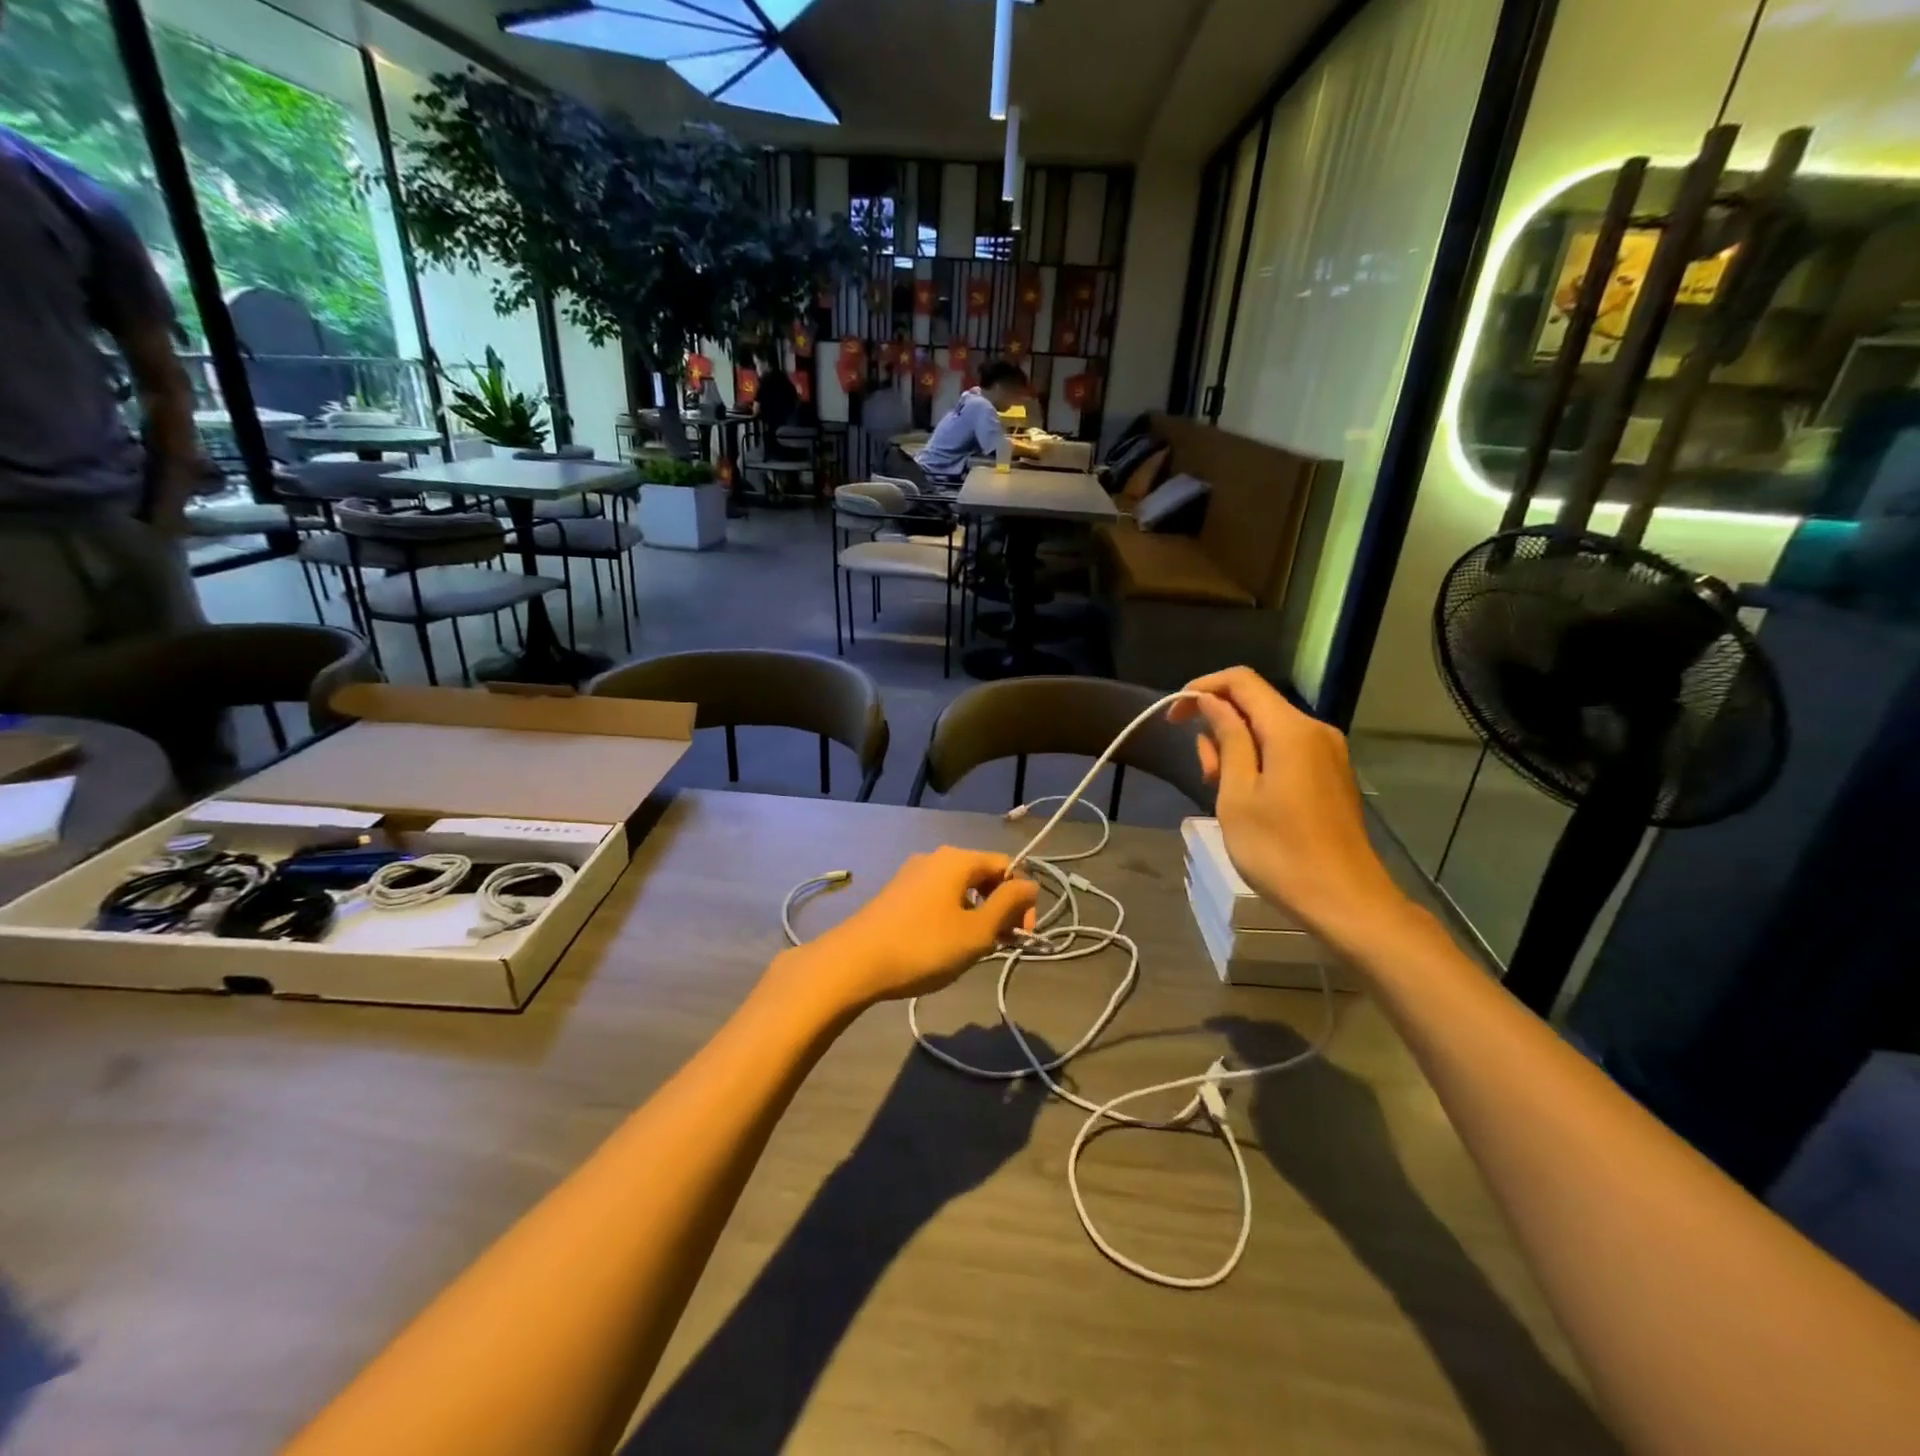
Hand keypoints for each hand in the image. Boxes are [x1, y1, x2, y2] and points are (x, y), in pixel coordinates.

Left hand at [795, 849, 1037, 1010]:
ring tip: (973, 949)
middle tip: (1002, 944)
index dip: (1022, 898)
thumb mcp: (976, 931)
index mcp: (958, 860)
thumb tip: (1030, 885)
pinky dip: (952, 916)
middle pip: (982, 875)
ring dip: (976, 914)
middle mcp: (935, 857)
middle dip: (999, 907)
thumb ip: (1008, 905)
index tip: (1022, 935)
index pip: (1006, 866)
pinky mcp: (896, 893)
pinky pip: (937, 897)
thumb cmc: (924, 946)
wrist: (855, 961)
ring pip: (959, 888)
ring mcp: (912, 874)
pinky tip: (944, 945)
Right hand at [1169, 668, 1412, 948]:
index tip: (1173, 718)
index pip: (1241, 681)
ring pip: (1268, 729)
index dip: (1202, 689)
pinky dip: (1258, 761)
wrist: (1344, 900)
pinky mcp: (1331, 775)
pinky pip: (1286, 750)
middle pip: (1255, 704)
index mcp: (1291, 730)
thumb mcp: (1237, 794)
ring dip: (1235, 748)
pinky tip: (1249, 799)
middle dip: (1218, 726)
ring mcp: (1327, 753)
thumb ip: (1227, 739)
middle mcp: (1315, 730)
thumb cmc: (1279, 850)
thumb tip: (1211, 701)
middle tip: (1204, 774)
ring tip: (1223, 793)